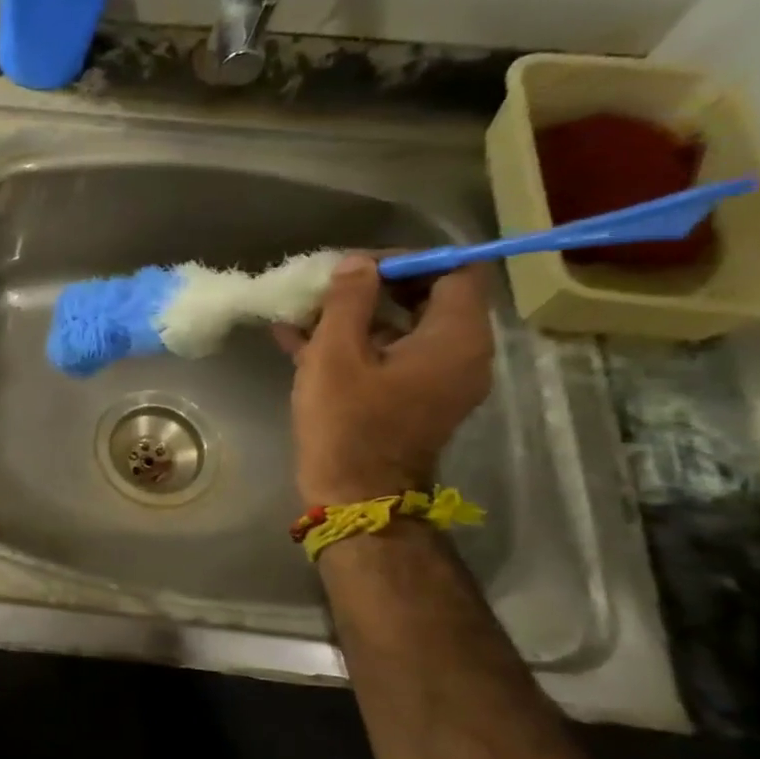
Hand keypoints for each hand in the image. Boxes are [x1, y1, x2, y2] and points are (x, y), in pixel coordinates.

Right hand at [271, 256, 493, 503]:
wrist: (355, 498)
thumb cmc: (347, 424)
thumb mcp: (335, 355)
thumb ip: (347, 301)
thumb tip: (356, 263)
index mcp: (456, 337)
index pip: (451, 271)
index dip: (405, 260)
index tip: (355, 266)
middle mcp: (461, 354)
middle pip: (426, 299)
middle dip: (372, 288)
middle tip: (324, 286)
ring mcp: (438, 380)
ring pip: (401, 329)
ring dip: (354, 318)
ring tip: (301, 311)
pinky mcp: (413, 400)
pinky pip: (389, 358)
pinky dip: (353, 345)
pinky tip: (298, 338)